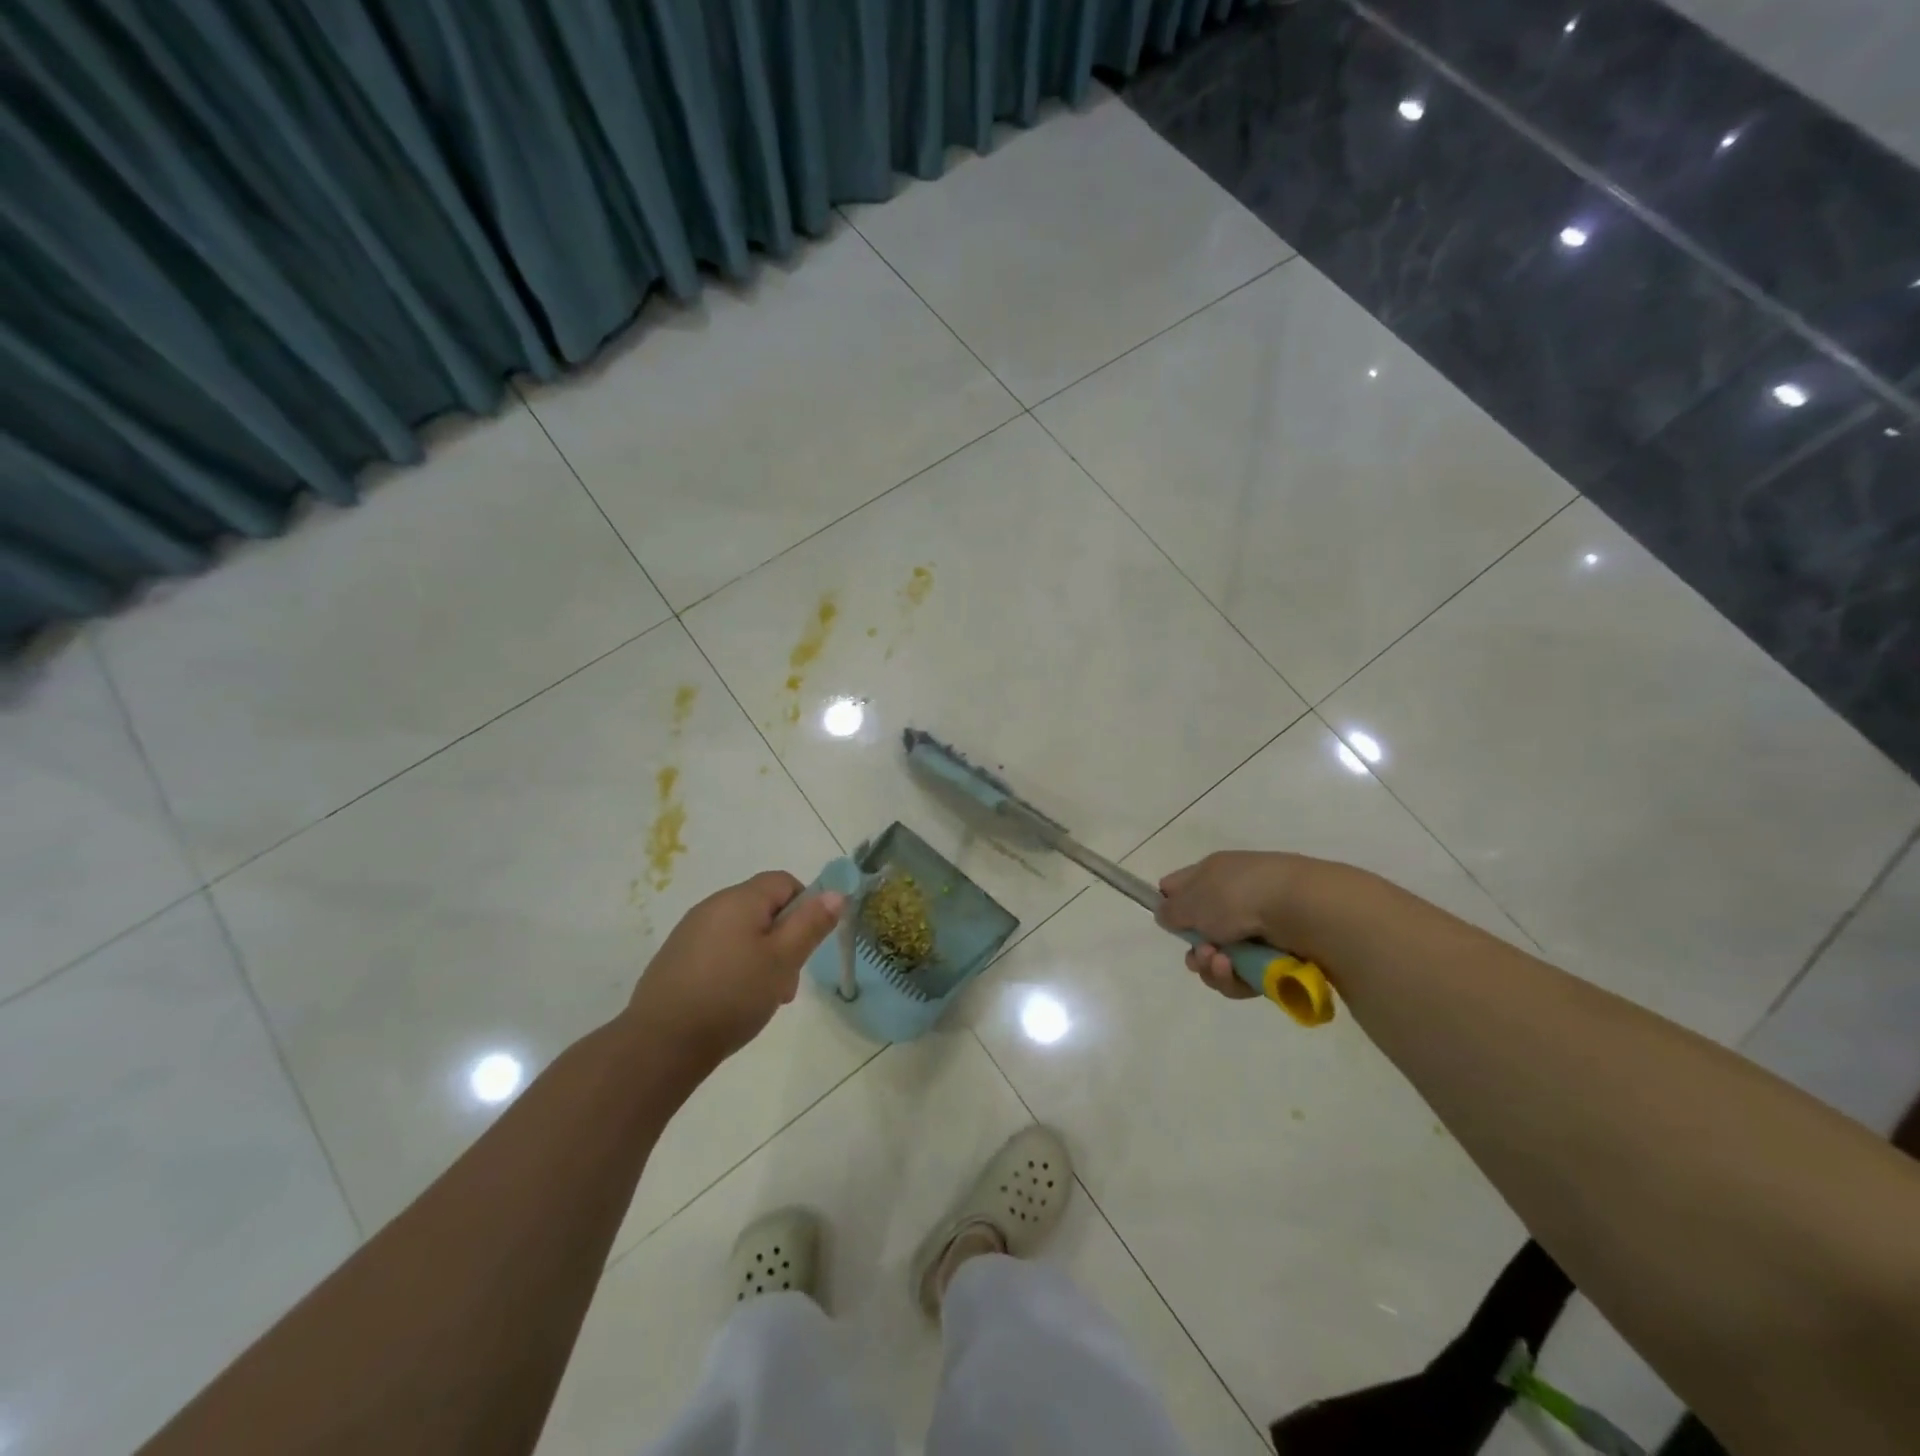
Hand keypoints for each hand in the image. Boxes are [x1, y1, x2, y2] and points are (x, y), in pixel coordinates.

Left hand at [626, 872, 844, 1069]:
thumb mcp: (783, 961)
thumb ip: (811, 924)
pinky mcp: (676, 958)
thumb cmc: (732, 996)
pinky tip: (733, 1003)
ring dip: (762, 958)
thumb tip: (835, 892)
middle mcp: (712, 906)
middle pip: (763, 908)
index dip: (805, 906)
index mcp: (739, 899)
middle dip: (784, 940)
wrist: (660, 1044)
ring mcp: (690, 933)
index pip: (784, 882)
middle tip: (787, 981)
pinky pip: (719, 951)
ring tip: (762, 998)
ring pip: (742, 933)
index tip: (807, 945)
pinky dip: (735, 969)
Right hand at [1157, 851, 1317, 1000]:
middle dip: (1196, 950)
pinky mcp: (1278, 957)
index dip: (1171, 904)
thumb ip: (1171, 910)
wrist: (1304, 910)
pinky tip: (1236, 973)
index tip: (1168, 922)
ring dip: (1213, 968)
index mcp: (1214, 873)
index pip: (1182, 886)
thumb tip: (1166, 914)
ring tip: (1221, 964)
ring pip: (1221, 959)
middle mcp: (1234, 898)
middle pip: (1200, 932)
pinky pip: (1245, 976)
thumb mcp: (1192, 900)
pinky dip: (1236, 978)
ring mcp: (1258, 928)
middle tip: (1200, 954)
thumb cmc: (1239, 895)